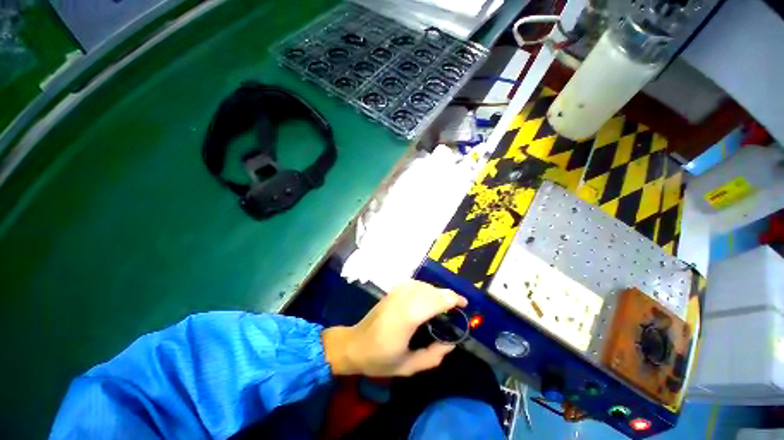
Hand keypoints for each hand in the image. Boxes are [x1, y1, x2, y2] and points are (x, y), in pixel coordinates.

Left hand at [322, 280, 466, 376]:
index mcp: (407, 317)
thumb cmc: (380, 358)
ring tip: (445, 303)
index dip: (452, 299)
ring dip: (437, 291)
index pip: (435, 300)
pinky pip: (415, 284)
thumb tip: (451, 343)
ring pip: (424, 285)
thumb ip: (433, 356)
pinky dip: (426, 288)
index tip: (464, 304)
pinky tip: (428, 297)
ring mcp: (396, 292)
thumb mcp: (408, 367)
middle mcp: (403, 299)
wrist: (355, 344)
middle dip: (447, 295)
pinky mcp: (393, 291)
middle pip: (431, 290)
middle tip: (458, 307)